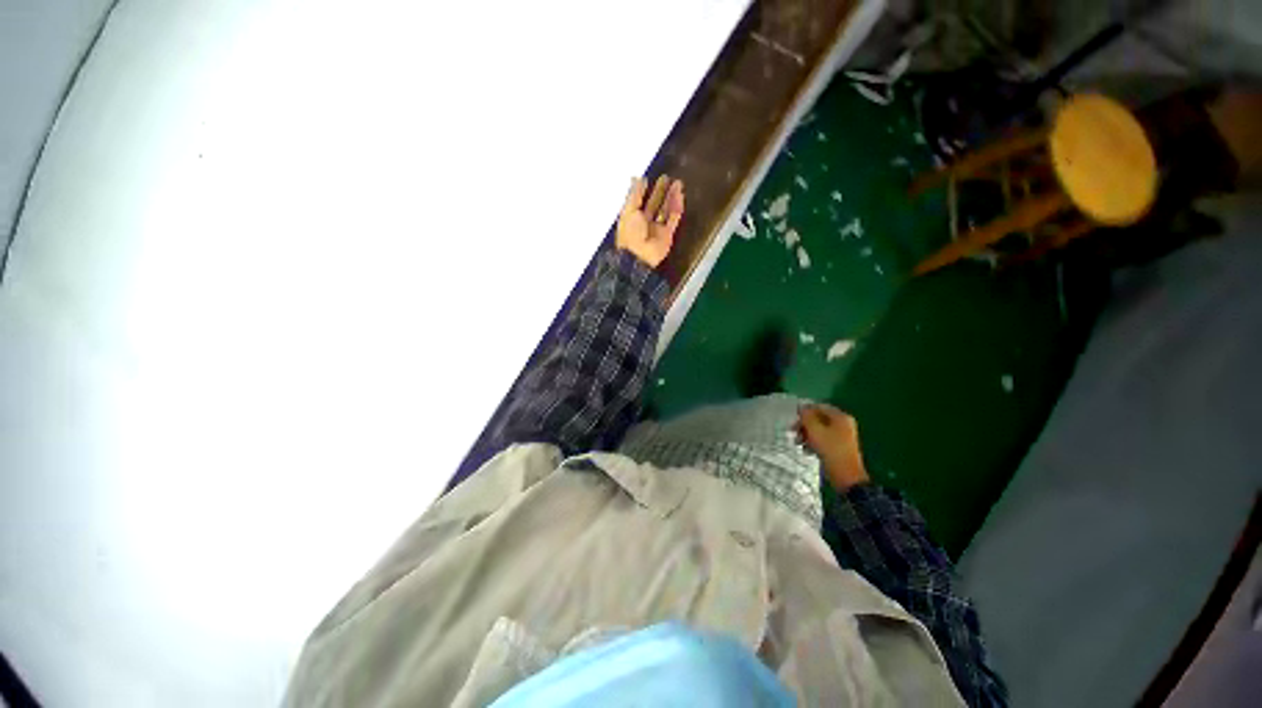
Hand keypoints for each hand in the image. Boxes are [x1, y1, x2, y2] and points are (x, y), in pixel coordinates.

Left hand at [617, 175, 683, 267]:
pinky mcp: (667, 234)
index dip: (643, 191)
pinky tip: (680, 196)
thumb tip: (636, 178)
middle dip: (660, 192)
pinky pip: (673, 219)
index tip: (648, 178)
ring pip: (665, 210)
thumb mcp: (628, 211)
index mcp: (632, 218)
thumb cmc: (631, 233)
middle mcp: (644, 223)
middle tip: (667, 177)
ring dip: (670, 197)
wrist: (639, 256)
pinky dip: (677, 208)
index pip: (638, 201)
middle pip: (654, 204)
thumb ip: (634, 195)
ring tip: (677, 183)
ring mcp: (657, 229)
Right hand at [796, 404, 870, 490]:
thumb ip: (807, 417)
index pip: (819, 406)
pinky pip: (823, 439)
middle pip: (818, 418)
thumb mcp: (815, 431)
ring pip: (819, 429)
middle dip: (804, 425)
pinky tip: (807, 451)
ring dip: (807, 435)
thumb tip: (802, 407)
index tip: (794, 420)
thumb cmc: (831, 450)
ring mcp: (842, 436)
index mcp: (840, 417)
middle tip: (793, 432)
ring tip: (799, 443)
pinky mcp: (839, 447)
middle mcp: (843, 424)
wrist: (847, 477)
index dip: (805, 411)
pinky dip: (814, 443)